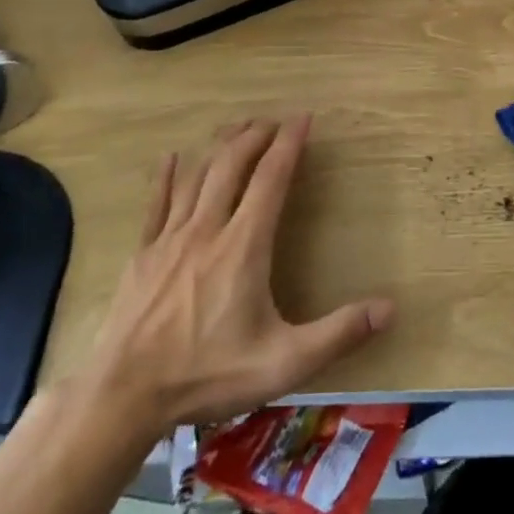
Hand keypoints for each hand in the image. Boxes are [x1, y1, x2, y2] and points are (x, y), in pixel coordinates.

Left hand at [80, 118, 392, 435]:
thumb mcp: (284, 363)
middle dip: (254, 136)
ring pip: (197, 176)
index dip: (289, 145)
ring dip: (219, 147)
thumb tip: (389, 309)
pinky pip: (157, 204)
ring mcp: (169, 239)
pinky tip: (172, 157)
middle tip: (272, 120)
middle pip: (232, 165)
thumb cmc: (208, 375)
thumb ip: (338, 334)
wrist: (124, 395)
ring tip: (236, 127)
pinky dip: (167, 176)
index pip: (271, 179)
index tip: (302, 118)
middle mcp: (207, 229)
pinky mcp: (142, 254)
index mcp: (244, 246)